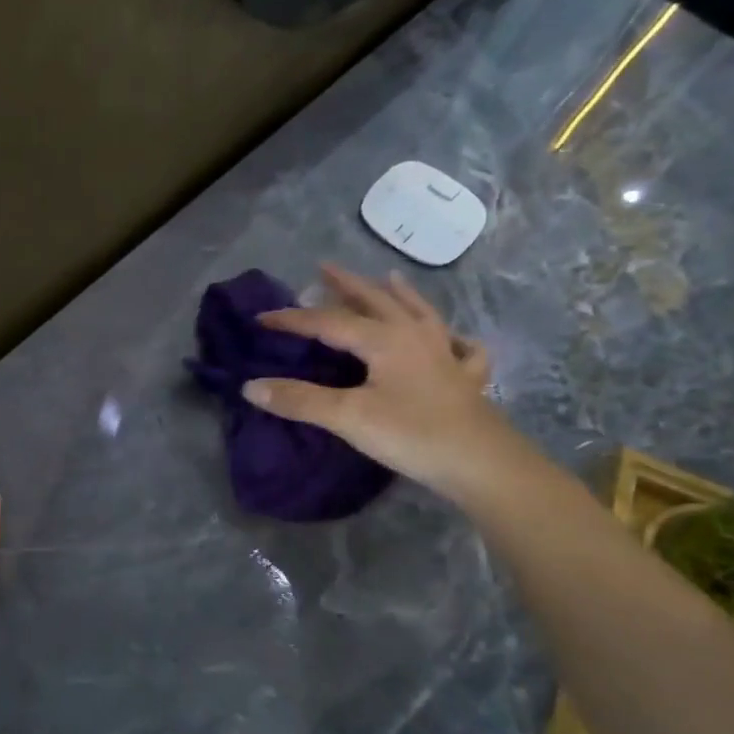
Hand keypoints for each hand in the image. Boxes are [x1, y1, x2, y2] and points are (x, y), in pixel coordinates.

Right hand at [241, 264, 517, 498]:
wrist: (483, 465)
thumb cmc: (412, 435)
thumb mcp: (348, 418)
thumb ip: (299, 400)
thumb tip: (250, 386)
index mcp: (384, 339)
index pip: (328, 321)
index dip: (293, 319)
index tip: (261, 318)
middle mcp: (415, 336)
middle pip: (376, 301)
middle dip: (347, 284)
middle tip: (324, 268)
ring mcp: (446, 354)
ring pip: (418, 312)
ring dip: (398, 294)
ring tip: (389, 278)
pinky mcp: (466, 379)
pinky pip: (460, 346)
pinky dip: (451, 336)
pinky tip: (451, 338)